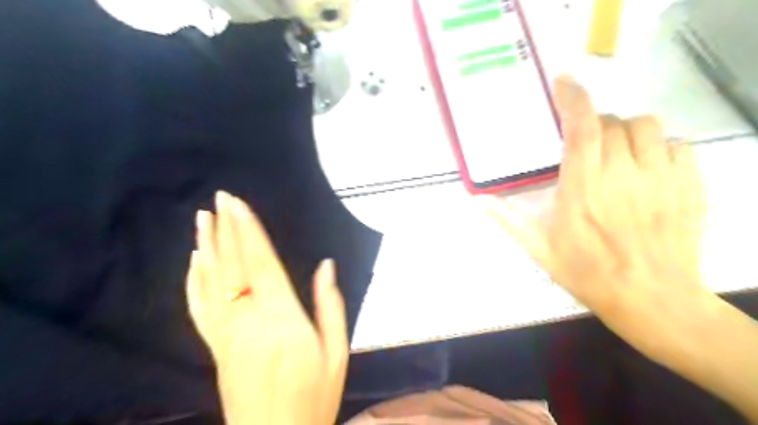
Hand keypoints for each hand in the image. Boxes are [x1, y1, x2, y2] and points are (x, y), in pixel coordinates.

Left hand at [188, 191, 346, 424]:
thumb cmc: (313, 396)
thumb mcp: (336, 351)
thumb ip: (330, 305)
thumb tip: (326, 265)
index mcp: (281, 317)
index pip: (261, 263)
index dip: (249, 231)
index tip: (238, 204)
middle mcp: (247, 318)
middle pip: (233, 265)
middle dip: (227, 229)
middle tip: (220, 199)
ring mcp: (225, 333)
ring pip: (211, 281)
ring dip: (207, 246)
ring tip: (203, 219)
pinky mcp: (215, 346)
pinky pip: (199, 307)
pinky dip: (194, 280)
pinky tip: (194, 261)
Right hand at [489, 77, 707, 337]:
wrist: (652, 299)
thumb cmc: (589, 273)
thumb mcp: (539, 250)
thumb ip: (508, 220)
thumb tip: (477, 201)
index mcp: (583, 189)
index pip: (581, 129)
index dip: (573, 99)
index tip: (563, 81)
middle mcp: (623, 175)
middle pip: (612, 123)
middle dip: (594, 124)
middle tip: (582, 144)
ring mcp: (661, 179)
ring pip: (646, 127)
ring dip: (625, 130)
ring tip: (614, 151)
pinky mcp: (689, 187)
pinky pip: (678, 145)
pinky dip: (658, 145)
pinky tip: (646, 165)